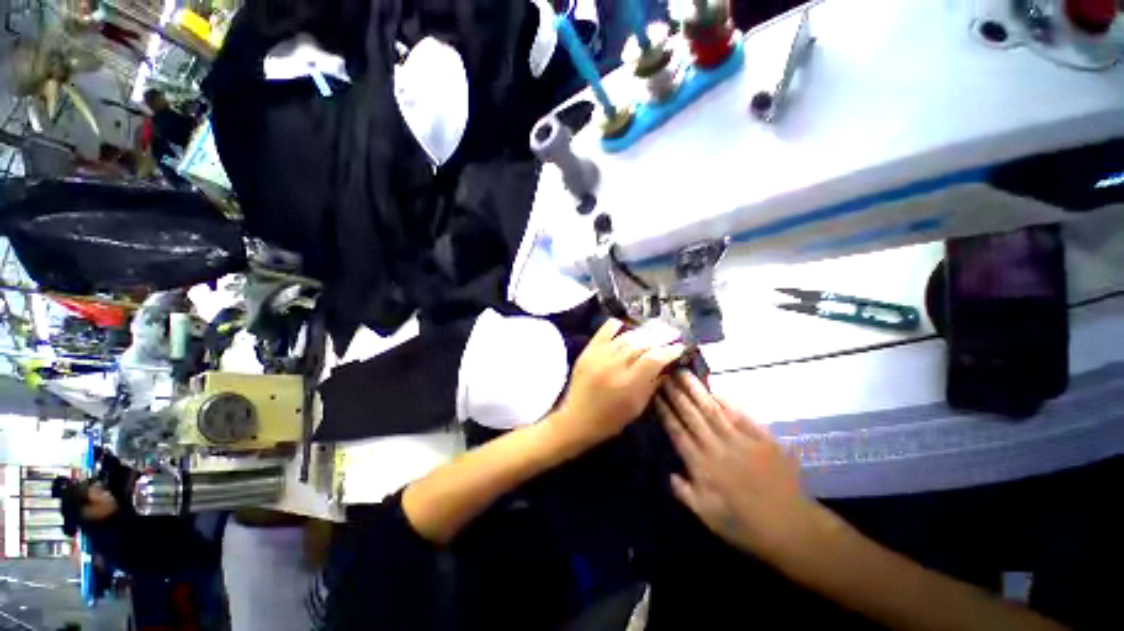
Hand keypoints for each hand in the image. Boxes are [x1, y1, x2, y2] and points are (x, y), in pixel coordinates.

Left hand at [552, 319, 684, 451]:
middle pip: (641, 344)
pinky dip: (616, 326)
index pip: (653, 359)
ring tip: (655, 330)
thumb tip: (667, 366)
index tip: (679, 347)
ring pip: (625, 337)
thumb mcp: (636, 407)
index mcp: (627, 384)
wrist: (576, 419)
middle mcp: (613, 366)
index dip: (669, 351)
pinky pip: (604, 331)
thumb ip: (652, 384)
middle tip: (672, 334)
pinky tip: (626, 326)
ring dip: (643, 332)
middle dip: (660, 338)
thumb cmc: (610, 419)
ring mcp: (599, 356)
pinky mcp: (588, 351)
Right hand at [656, 373, 830, 562]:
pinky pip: (741, 415)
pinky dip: (727, 401)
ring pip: (712, 410)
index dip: (666, 413)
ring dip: (697, 391)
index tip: (656, 396)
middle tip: (666, 376)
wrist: (792, 528)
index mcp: (702, 466)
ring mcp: (740, 441)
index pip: (678, 433)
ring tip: (684, 374)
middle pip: (692, 416)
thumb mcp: (708, 518)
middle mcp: (717, 448)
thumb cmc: (746, 525)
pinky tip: (716, 390)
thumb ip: (686, 494)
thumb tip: (669, 474)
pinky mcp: (762, 438)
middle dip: (677, 395)